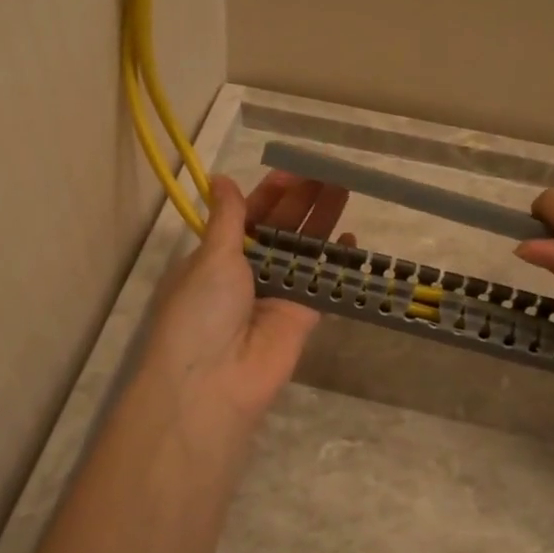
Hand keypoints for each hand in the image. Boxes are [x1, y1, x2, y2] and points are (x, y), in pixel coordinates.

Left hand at [139, 171, 351, 453]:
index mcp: (218, 255)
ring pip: (303, 250)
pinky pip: (322, 281)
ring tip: (343, 190)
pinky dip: (336, 261)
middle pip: (280, 229)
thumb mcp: (211, 257)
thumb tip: (220, 179)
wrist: (215, 380)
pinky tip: (351, 235)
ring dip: (321, 222)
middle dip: (301, 202)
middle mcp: (247, 272)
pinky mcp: (302, 315)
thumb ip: (228, 218)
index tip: (294, 171)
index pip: (248, 216)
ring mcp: (276, 293)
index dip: (270, 194)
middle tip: (328, 174)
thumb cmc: (203, 310)